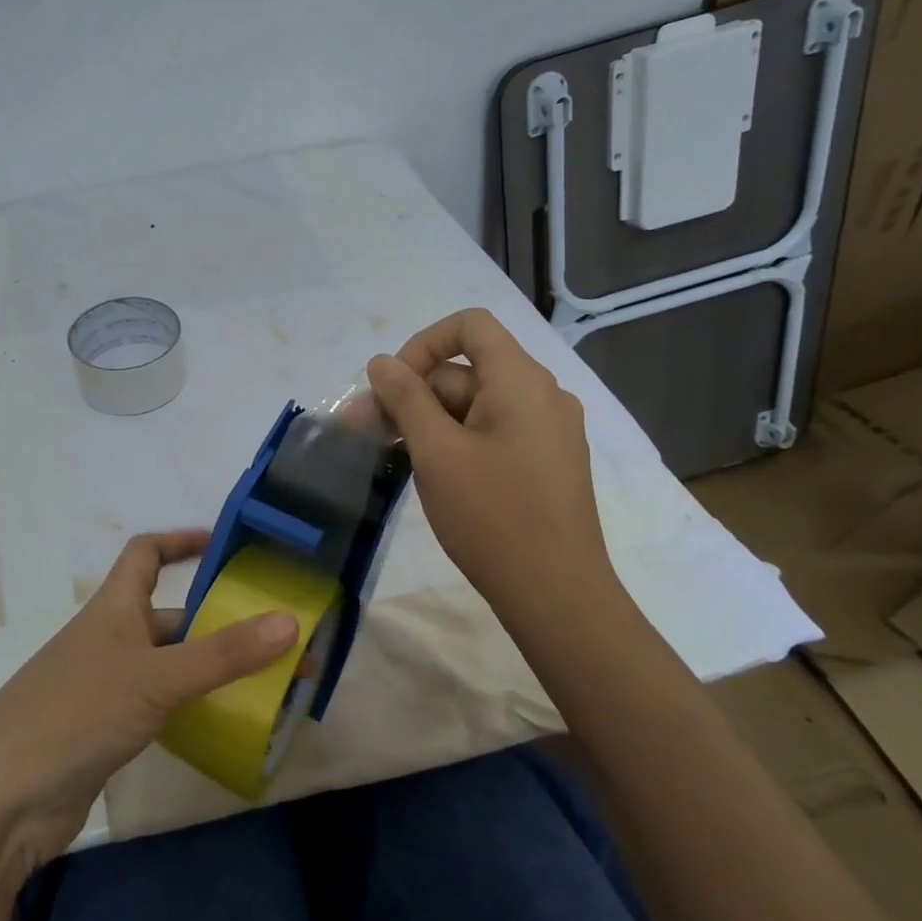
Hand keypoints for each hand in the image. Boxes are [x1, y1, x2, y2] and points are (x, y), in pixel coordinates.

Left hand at [0, 530, 296, 876]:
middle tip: (279, 636)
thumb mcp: (155, 678)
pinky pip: (163, 705)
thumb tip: (291, 620)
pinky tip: (230, 722)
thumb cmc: (77, 714)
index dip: (180, 541)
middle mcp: (112, 639)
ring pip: (172, 664)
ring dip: (215, 668)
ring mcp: (109, 686)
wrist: (3, 800)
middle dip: (221, 622)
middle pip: (172, 616)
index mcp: (114, 608)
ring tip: (272, 682)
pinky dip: (195, 706)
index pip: (145, 553)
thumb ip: (223, 654)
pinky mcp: (109, 729)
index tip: (224, 543)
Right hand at [366, 308, 620, 629]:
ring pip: (474, 406)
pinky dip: (455, 441)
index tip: (392, 386)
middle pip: (465, 371)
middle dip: (412, 395)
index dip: (422, 344)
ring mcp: (546, 431)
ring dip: (428, 422)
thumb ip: (406, 398)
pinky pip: (491, 433)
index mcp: (520, 381)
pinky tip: (427, 473)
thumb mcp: (436, 452)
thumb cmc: (492, 516)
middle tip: (366, 432)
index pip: (469, 326)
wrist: (556, 594)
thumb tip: (382, 362)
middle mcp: (541, 395)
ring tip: (390, 456)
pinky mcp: (543, 462)